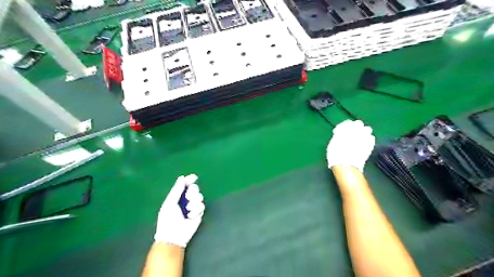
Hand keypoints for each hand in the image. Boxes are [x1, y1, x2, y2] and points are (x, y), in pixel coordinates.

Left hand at [154, 174, 204, 247]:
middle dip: (192, 191)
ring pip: (200, 196)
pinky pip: (202, 206)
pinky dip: (196, 210)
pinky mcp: (199, 213)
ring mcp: (193, 206)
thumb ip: (177, 190)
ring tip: (188, 210)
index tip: (194, 177)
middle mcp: (186, 200)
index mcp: (177, 196)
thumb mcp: (170, 203)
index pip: (185, 185)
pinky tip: (190, 216)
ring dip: (194, 202)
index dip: (189, 180)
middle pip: (194, 189)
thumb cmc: (168, 219)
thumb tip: (182, 177)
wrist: (174, 236)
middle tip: (188, 197)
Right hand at [327, 120, 376, 171]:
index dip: (343, 127)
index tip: (339, 131)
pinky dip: (368, 139)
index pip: (347, 123)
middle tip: (351, 132)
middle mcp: (356, 131)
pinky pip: (371, 138)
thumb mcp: (333, 143)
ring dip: (363, 131)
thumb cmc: (335, 155)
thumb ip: (338, 136)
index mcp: (346, 129)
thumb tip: (340, 133)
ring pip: (367, 129)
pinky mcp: (370, 145)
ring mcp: (365, 137)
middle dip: (355, 126)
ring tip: (359, 137)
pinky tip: (364, 143)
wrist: (346, 165)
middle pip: (358, 123)